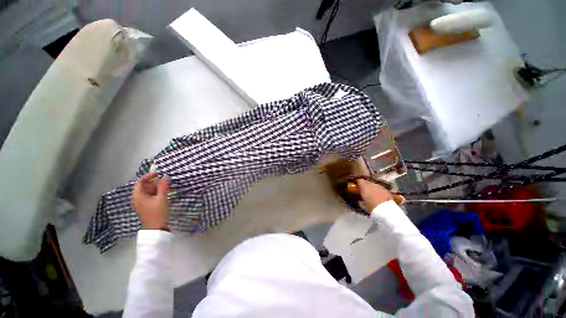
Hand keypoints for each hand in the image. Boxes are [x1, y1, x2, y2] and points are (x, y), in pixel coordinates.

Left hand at [132, 173, 169, 229]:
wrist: (156, 228)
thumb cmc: (158, 212)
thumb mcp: (162, 198)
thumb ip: (163, 187)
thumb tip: (165, 176)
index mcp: (138, 196)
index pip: (140, 181)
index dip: (149, 176)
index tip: (159, 174)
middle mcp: (137, 198)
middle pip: (143, 186)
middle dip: (154, 183)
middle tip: (165, 182)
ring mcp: (141, 203)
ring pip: (147, 191)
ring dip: (156, 188)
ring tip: (166, 188)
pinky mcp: (145, 206)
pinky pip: (149, 196)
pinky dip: (155, 193)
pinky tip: (163, 194)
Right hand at [350, 158, 392, 213]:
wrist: (386, 210)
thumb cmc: (372, 207)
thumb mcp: (363, 205)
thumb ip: (360, 201)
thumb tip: (359, 201)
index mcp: (364, 187)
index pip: (359, 181)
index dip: (358, 184)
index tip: (358, 188)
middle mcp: (372, 184)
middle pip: (367, 182)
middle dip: (366, 186)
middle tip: (365, 192)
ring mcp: (380, 186)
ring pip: (374, 185)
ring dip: (373, 188)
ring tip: (373, 195)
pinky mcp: (386, 190)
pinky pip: (380, 189)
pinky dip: (379, 191)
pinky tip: (380, 197)